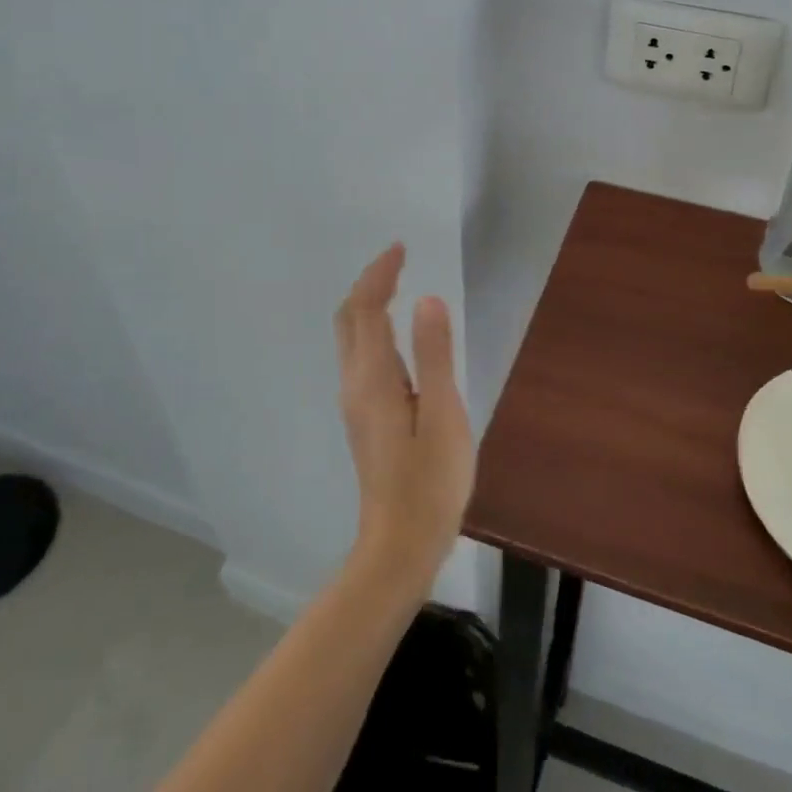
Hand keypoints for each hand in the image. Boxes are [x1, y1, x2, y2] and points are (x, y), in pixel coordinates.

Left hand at [332, 244, 473, 595]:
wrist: (400, 544)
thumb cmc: (430, 481)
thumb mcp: (443, 414)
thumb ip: (435, 355)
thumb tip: (427, 299)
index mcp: (373, 378)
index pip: (366, 309)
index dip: (381, 274)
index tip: (401, 248)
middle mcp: (355, 384)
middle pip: (348, 318)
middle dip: (368, 283)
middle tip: (397, 260)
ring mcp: (355, 403)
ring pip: (350, 338)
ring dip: (366, 304)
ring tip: (395, 285)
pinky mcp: (363, 418)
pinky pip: (359, 355)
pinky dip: (371, 328)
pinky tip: (394, 335)